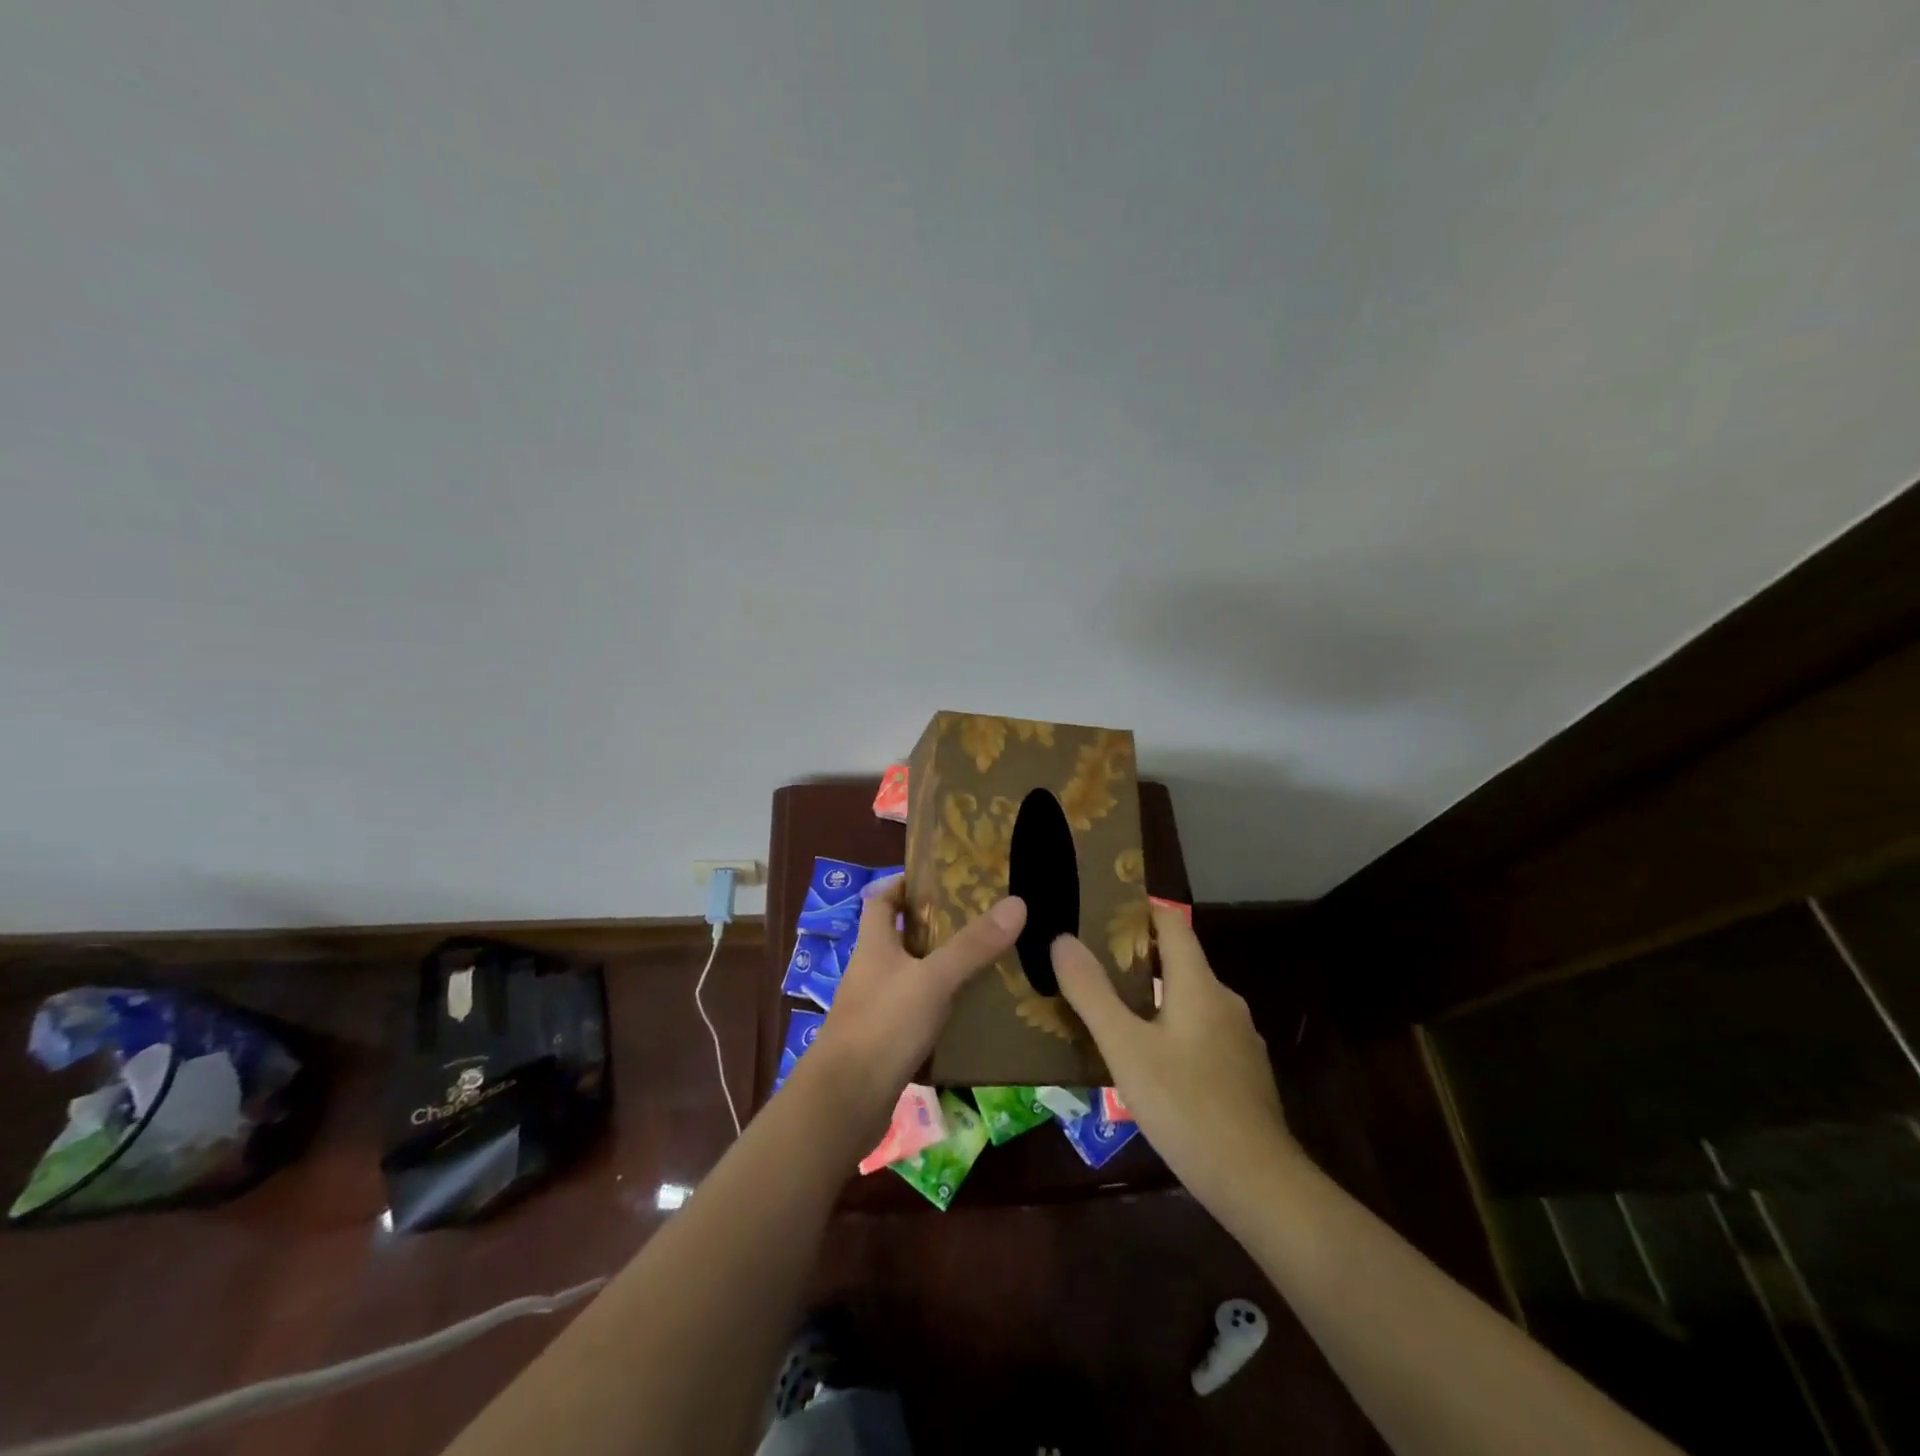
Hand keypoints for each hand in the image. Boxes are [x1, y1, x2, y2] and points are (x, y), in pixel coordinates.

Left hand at [803, 876, 1026, 1136]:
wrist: (844, 1104)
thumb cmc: (883, 1026)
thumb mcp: (933, 979)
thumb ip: (973, 945)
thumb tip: (1017, 902)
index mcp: (873, 944)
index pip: (881, 899)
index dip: (904, 884)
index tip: (940, 880)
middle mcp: (871, 970)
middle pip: (900, 936)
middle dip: (935, 927)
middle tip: (980, 920)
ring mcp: (875, 1008)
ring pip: (911, 976)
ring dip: (941, 969)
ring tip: (985, 963)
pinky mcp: (884, 1042)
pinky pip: (915, 1014)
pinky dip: (940, 1009)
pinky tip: (970, 1014)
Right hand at [1051, 903, 1297, 1211]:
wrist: (1258, 1183)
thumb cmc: (1185, 1105)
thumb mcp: (1125, 1048)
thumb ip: (1092, 992)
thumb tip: (1062, 939)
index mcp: (1199, 984)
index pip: (1172, 923)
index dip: (1139, 912)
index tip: (1100, 913)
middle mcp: (1224, 1000)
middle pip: (1179, 961)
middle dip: (1135, 956)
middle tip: (1090, 964)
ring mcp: (1238, 1038)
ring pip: (1188, 1000)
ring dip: (1151, 997)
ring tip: (1109, 1011)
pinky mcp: (1242, 1072)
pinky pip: (1200, 1032)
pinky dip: (1171, 1029)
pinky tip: (1147, 1059)